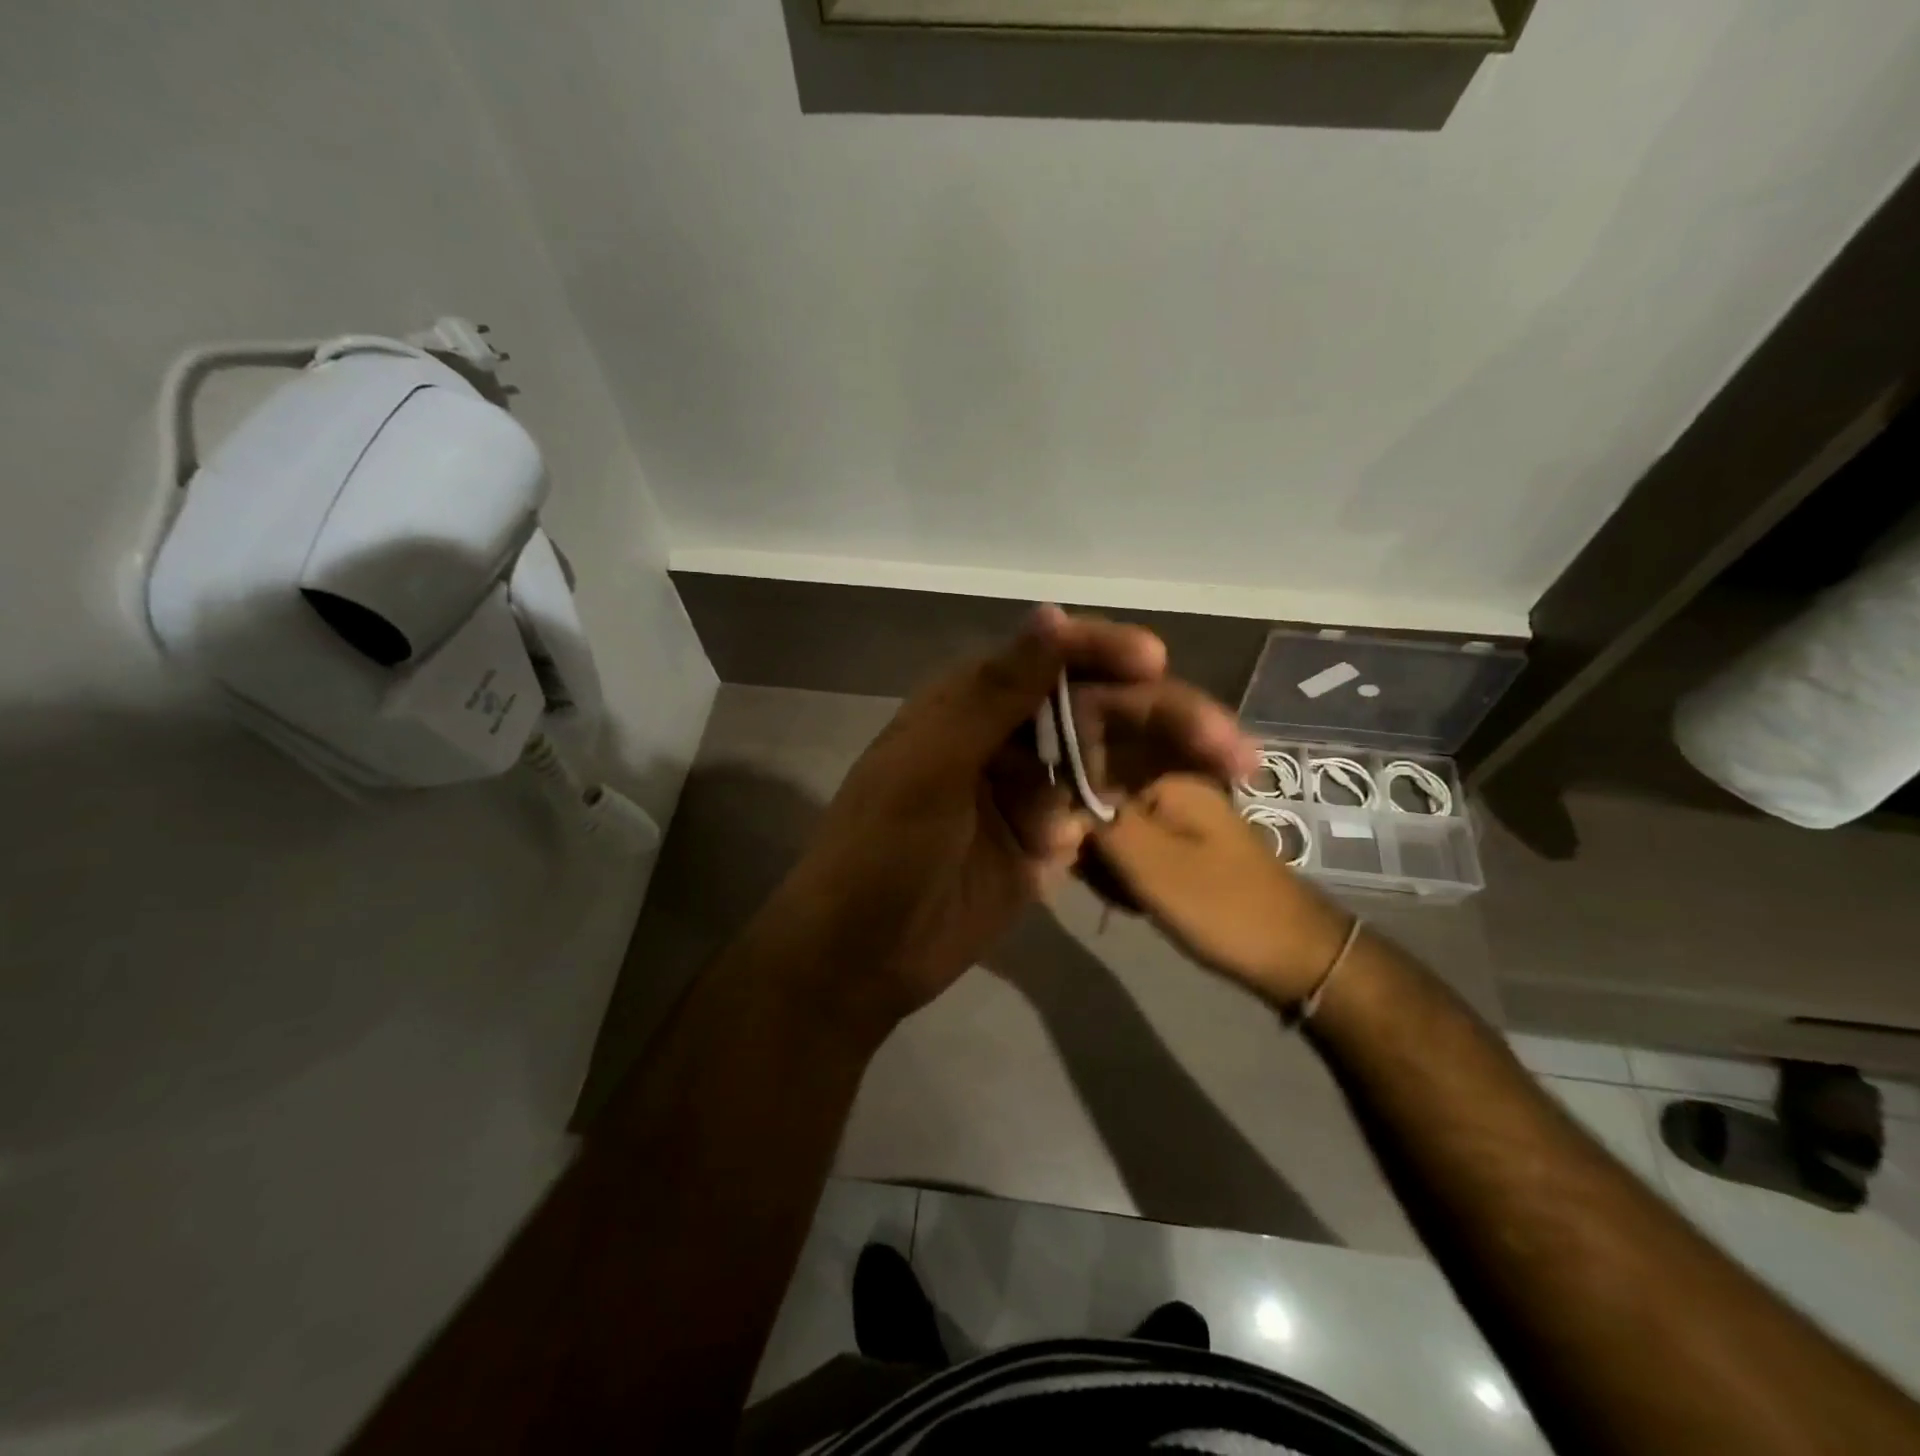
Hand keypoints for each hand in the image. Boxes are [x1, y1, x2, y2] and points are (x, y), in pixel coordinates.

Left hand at [769, 607, 1253, 1030]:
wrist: (860, 959)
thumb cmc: (882, 853)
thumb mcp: (929, 768)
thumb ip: (993, 694)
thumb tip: (1051, 612)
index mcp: (969, 702)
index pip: (1048, 657)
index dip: (1103, 652)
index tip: (1157, 662)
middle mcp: (1007, 735)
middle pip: (1096, 709)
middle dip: (1161, 719)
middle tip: (1229, 746)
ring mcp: (1031, 789)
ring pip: (1113, 759)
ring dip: (1169, 765)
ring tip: (1234, 774)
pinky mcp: (1049, 840)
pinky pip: (1108, 814)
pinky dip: (1145, 815)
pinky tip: (1196, 816)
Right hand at [1093, 773, 1353, 1005]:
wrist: (1297, 956)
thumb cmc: (1222, 907)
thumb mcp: (1151, 866)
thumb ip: (1101, 827)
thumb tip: (1057, 804)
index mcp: (1169, 783)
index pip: (1090, 790)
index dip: (1077, 831)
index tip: (1081, 868)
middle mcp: (1177, 791)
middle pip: (1104, 814)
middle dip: (1098, 856)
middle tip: (1116, 892)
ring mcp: (1186, 821)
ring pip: (1120, 839)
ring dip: (1113, 873)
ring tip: (1132, 903)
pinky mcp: (1190, 851)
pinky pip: (1142, 856)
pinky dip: (1134, 881)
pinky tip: (1142, 906)